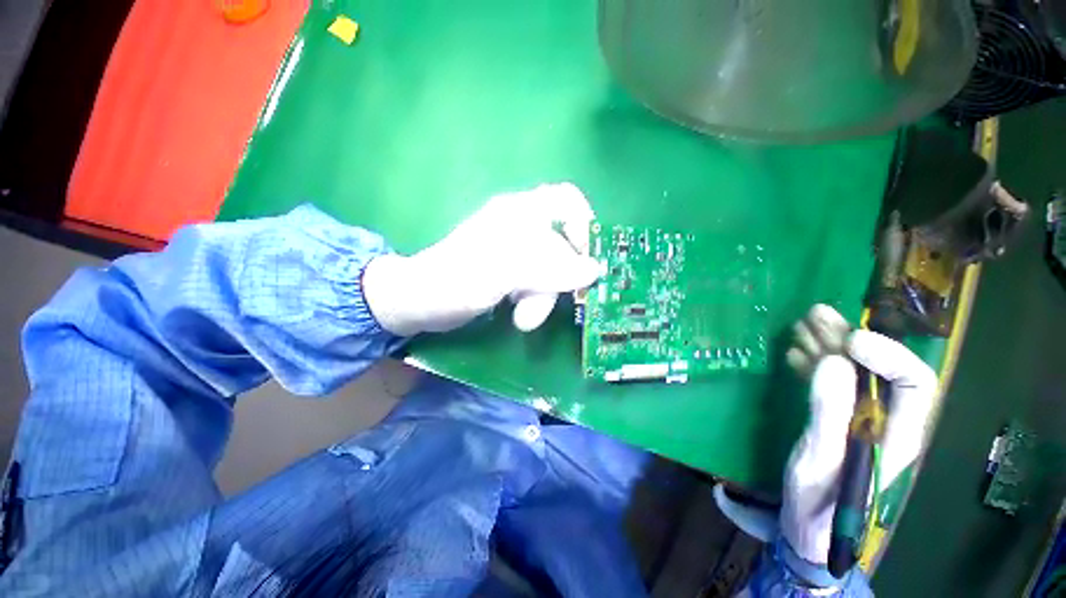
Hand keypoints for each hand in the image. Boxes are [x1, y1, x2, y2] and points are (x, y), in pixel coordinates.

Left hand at [363, 183, 603, 335]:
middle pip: (563, 244)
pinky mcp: (512, 272)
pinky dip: (536, 300)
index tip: (587, 261)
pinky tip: (518, 313)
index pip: (567, 201)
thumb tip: (594, 270)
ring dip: (544, 297)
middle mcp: (521, 226)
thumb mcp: (504, 272)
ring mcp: (516, 251)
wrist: (420, 302)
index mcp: (519, 212)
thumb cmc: (455, 281)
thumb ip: (549, 268)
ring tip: (524, 319)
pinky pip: (540, 283)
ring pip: (552, 270)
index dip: (584, 227)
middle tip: (557, 301)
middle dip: (560, 278)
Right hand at [781, 305, 936, 565]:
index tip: (849, 342)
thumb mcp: (821, 461)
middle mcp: (885, 421)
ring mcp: (858, 419)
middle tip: (816, 314)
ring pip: (851, 372)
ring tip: (803, 322)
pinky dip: (812, 363)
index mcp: (897, 434)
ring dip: (828, 345)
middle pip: (879, 370)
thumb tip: (834, 363)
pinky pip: (829, 383)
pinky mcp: (835, 419)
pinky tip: (795, 352)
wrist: (808, 528)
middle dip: (849, 338)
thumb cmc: (819, 504)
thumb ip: (830, 413)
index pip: (915, 383)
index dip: (888, 354)